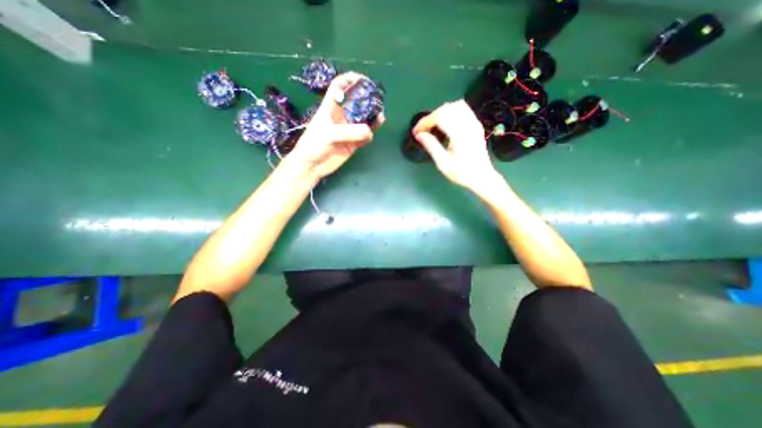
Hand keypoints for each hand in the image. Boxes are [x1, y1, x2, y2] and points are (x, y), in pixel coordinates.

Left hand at [288, 70, 384, 179]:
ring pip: (363, 120)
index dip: (349, 80)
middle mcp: (341, 117)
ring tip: (380, 116)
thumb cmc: (314, 145)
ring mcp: (348, 130)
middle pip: (355, 103)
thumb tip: (369, 131)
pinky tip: (375, 130)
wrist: (312, 166)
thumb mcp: (329, 134)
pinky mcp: (353, 143)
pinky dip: (371, 132)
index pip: (339, 87)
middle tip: (377, 101)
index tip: (363, 80)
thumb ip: (349, 132)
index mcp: (330, 108)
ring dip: (372, 117)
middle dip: (366, 100)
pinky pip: (365, 135)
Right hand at [414, 100, 503, 192]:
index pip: (439, 118)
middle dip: (431, 117)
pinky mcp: (476, 124)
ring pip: (455, 106)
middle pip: (446, 109)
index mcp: (459, 135)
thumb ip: (431, 146)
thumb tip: (419, 135)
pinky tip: (446, 122)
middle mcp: (468, 125)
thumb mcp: (443, 163)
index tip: (416, 132)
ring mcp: (474, 123)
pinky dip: (451, 111)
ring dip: (441, 112)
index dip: (425, 122)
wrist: (481, 177)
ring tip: (433, 125)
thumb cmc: (461, 173)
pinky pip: (463, 109)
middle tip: (423, 130)